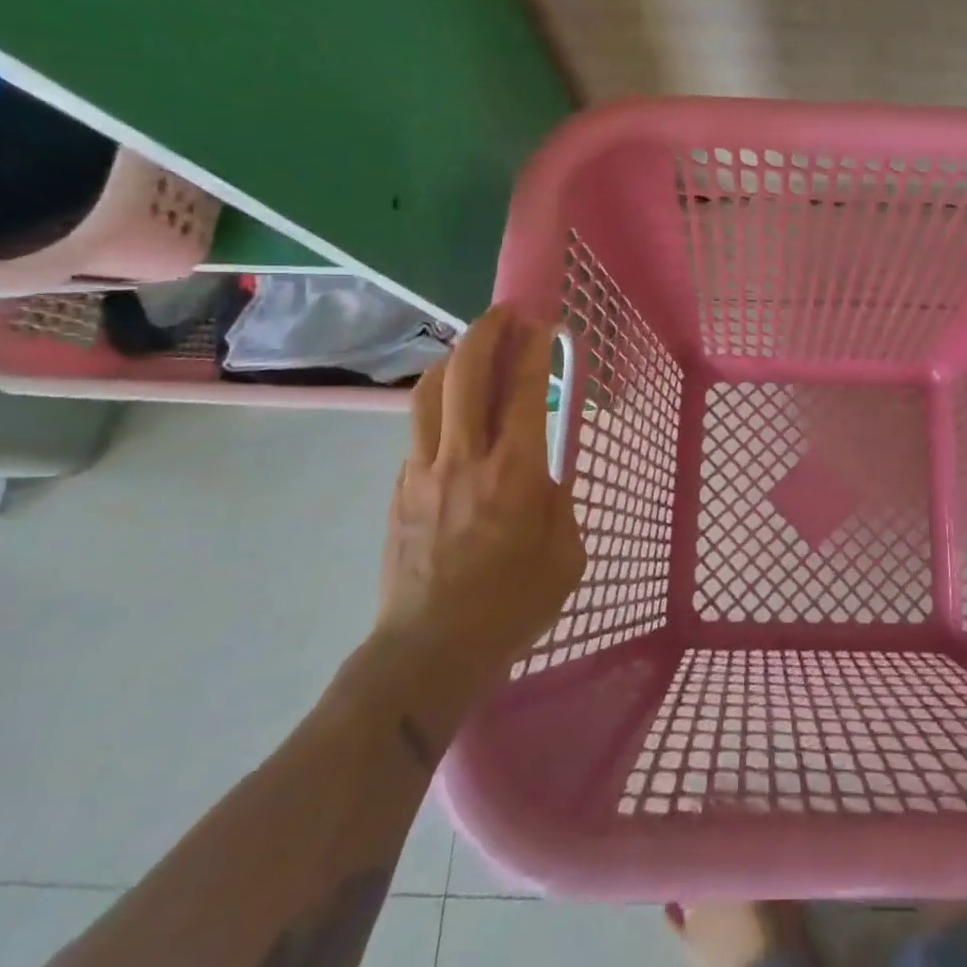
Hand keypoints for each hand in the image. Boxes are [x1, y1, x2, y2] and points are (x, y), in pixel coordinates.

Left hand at [377, 306, 584, 676]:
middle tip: (504, 314)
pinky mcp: (400, 488)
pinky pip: (419, 429)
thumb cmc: (511, 606)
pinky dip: (439, 404)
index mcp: (515, 472)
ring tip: (473, 348)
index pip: (523, 388)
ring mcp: (424, 470)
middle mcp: (466, 458)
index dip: (531, 346)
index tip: (539, 319)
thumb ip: (559, 504)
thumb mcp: (566, 556)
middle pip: (466, 373)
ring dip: (455, 359)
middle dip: (487, 332)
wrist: (428, 652)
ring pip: (431, 392)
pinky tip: (454, 412)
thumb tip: (542, 477)